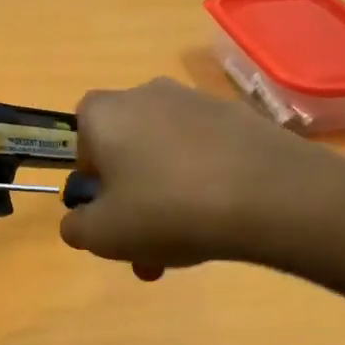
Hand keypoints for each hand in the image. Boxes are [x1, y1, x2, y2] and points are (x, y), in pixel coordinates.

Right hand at [59, 77, 311, 279]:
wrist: (269, 196)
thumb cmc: (165, 211)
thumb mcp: (102, 235)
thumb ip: (76, 228)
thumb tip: (79, 221)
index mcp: (105, 113)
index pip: (81, 135)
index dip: (89, 177)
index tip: (106, 212)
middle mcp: (148, 94)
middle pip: (127, 151)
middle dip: (131, 202)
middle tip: (146, 250)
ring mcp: (199, 102)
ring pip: (167, 158)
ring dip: (166, 200)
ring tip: (186, 248)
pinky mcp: (240, 118)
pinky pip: (205, 155)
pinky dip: (204, 185)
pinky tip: (219, 221)